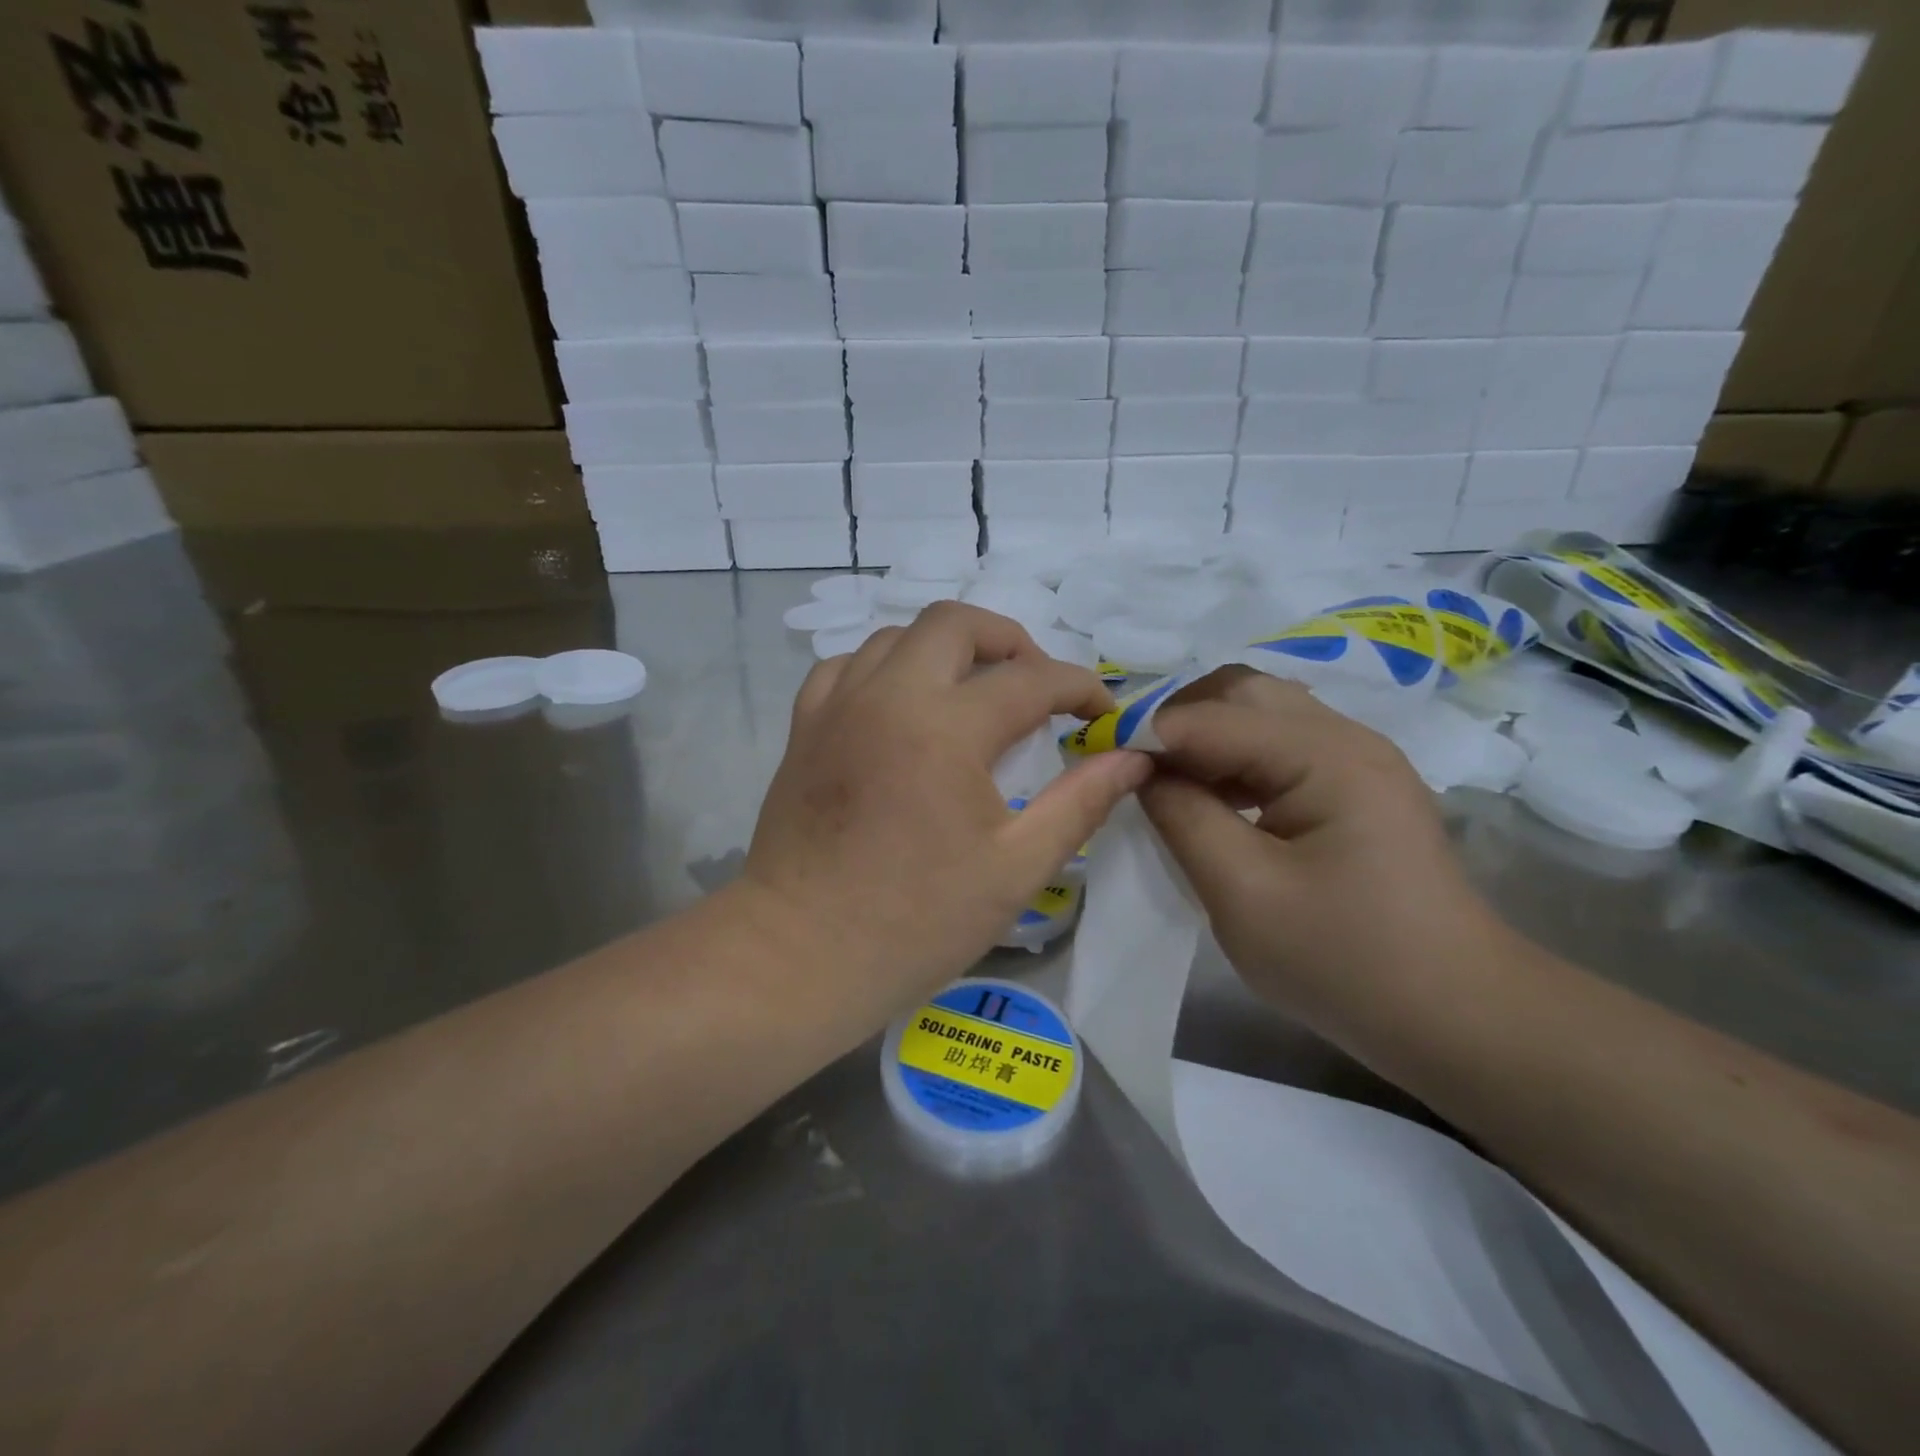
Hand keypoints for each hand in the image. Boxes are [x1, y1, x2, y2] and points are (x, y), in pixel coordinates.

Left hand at [742, 602, 1151, 1007]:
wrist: (801, 954)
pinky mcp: (804, 728)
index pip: (1031, 680)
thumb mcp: (1016, 868)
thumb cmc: (915, 921)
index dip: (1080, 688)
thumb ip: (1081, 803)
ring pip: (897, 636)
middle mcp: (888, 696)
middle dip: (1009, 642)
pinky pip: (846, 667)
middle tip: (1035, 687)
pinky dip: (884, 670)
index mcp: (945, 727)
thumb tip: (1132, 758)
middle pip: (955, 624)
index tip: (1103, 713)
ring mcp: (838, 706)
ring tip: (971, 694)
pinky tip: (900, 707)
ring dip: (945, 650)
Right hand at [1138, 668, 1505, 1034]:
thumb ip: (1183, 817)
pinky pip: (1280, 747)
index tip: (1101, 765)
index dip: (1150, 734)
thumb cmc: (1345, 962)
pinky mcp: (1356, 787)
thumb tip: (1142, 770)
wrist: (1454, 1016)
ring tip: (1167, 784)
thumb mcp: (1242, 893)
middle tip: (1135, 768)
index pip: (1214, 716)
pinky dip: (1235, 760)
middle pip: (1242, 692)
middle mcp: (1347, 739)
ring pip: (1261, 715)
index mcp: (1327, 757)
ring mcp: (1357, 760)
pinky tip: (1214, 800)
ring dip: (1207, 738)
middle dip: (1179, 721)